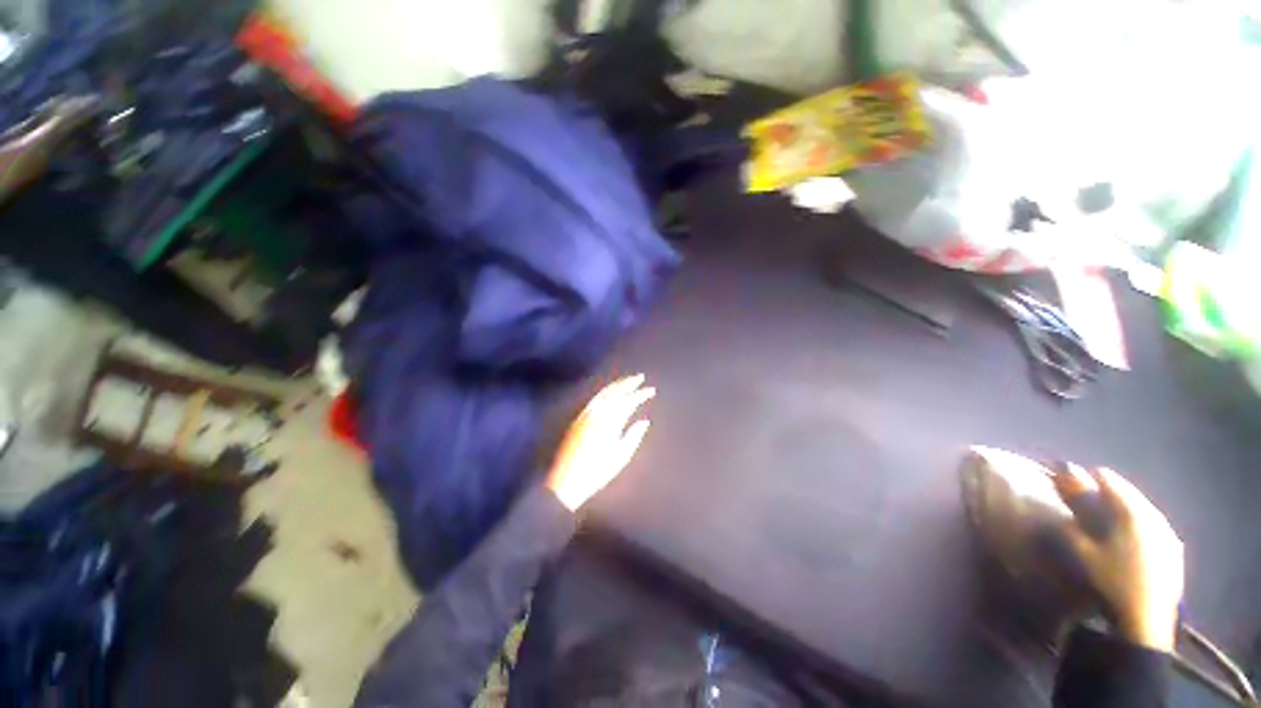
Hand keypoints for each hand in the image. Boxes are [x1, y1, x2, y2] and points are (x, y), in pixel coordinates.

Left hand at [547, 374, 653, 511]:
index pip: (628, 401)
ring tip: (627, 381)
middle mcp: (597, 412)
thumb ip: (633, 436)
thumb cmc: (597, 471)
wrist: (567, 480)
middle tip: (640, 377)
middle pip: (614, 391)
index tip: (651, 390)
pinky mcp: (579, 418)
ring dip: (616, 385)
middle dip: (628, 383)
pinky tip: (610, 393)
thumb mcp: (620, 456)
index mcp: (610, 421)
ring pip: (603, 393)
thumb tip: (644, 421)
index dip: (640, 394)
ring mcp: (586, 414)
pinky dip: (605, 392)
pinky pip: (595, 398)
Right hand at [1055, 467, 1183, 651]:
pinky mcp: (1174, 550)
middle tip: (1085, 502)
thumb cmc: (1111, 581)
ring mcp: (1168, 533)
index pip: (1107, 478)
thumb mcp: (1080, 552)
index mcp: (1131, 510)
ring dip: (1122, 510)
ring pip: (1142, 509)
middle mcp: (1154, 515)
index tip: (1069, 485)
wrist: (1145, 621)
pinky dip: (1137, 525)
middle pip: (1128, 492)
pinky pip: (1152, 526)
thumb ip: (1068, 523)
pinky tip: (1128, 540)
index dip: (1085, 478)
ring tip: (1105, 521)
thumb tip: (1059, 506)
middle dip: (1106, 494)